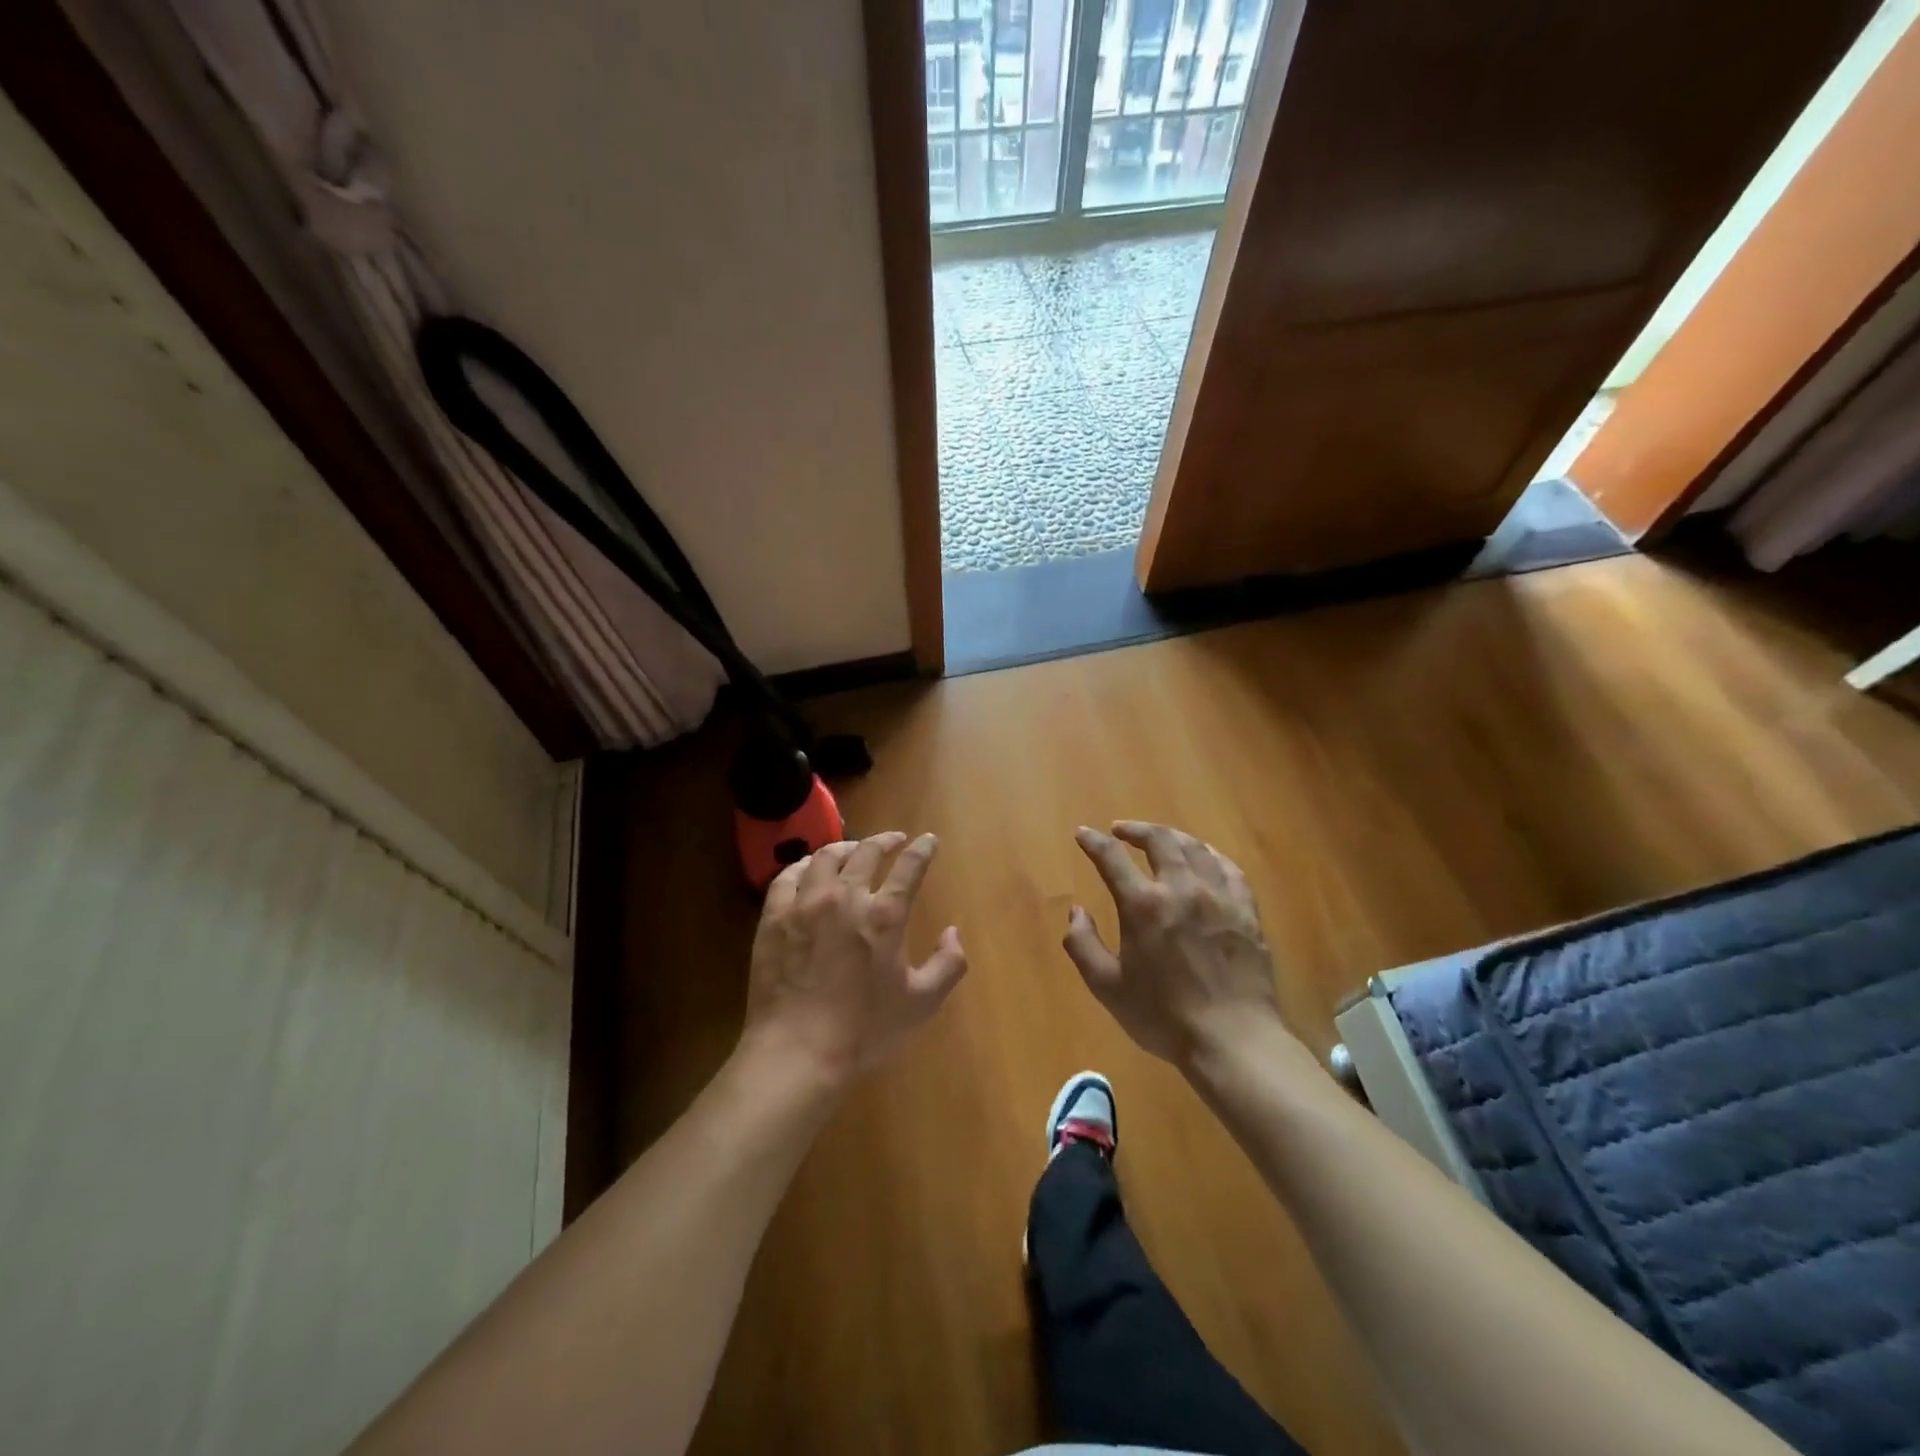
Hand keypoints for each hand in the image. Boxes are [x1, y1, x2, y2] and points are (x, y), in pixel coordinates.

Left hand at [740, 831, 967, 1087]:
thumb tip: (953, 932)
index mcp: (885, 915)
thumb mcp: (921, 1002)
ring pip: (825, 857)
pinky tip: (808, 870)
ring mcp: (805, 904)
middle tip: (893, 840)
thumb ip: (948, 964)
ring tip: (852, 851)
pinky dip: (803, 866)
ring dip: (845, 848)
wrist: (797, 1052)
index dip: (922, 849)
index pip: (909, 867)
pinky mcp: (774, 917)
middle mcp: (845, 897)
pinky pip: (787, 877)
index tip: (929, 840)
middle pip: (866, 852)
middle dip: (884, 840)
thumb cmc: (864, 1030)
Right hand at [1064, 822, 1294, 1068]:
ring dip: (1172, 837)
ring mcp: (1219, 896)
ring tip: (1160, 839)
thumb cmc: (1163, 1016)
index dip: (1093, 841)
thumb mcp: (1107, 987)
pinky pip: (1229, 868)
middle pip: (1159, 840)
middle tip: (1121, 830)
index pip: (1111, 858)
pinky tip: (1204, 858)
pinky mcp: (1247, 911)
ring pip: (1195, 848)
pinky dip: (1210, 855)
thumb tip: (1077, 911)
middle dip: (1136, 829)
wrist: (1233, 1040)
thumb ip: (1082, 944)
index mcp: (1143, 905)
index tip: (1083, 833)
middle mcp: (1182, 888)